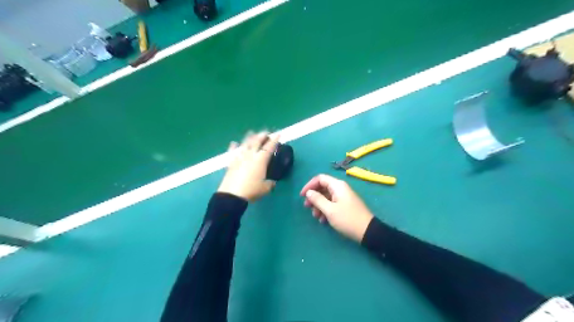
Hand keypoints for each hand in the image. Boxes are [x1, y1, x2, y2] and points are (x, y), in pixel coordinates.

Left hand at [218, 131, 280, 201]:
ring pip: (245, 144)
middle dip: (262, 136)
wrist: (232, 194)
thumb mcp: (265, 188)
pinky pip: (233, 152)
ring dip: (250, 138)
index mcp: (261, 160)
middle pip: (257, 142)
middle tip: (266, 132)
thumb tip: (272, 182)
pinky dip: (234, 147)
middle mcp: (251, 155)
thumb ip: (270, 183)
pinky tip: (234, 143)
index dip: (274, 140)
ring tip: (252, 133)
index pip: (269, 147)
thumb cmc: (252, 190)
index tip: (278, 134)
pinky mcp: (231, 163)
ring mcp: (240, 158)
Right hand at [300, 173, 377, 240]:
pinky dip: (325, 210)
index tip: (302, 196)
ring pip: (326, 196)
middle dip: (313, 197)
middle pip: (322, 187)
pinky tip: (323, 220)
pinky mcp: (345, 205)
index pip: (320, 178)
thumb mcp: (330, 210)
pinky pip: (332, 203)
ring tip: (316, 217)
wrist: (367, 231)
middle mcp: (340, 188)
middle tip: (307, 207)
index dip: (309, 185)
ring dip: (319, 205)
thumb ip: (317, 199)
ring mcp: (343, 197)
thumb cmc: (347, 219)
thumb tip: (309, 192)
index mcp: (337, 186)